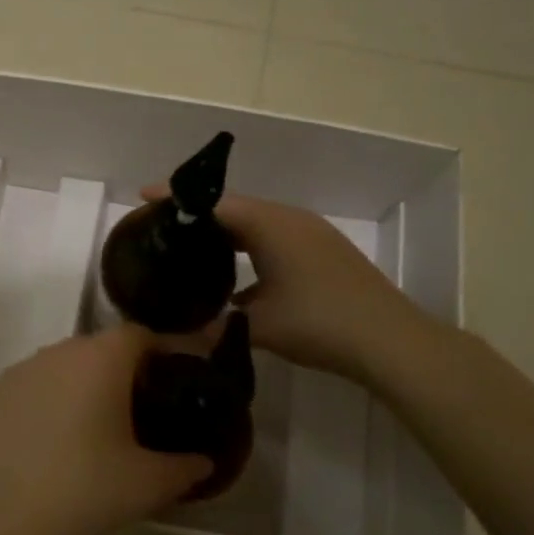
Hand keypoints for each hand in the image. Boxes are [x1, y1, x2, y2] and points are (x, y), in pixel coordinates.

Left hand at [0, 325, 210, 534]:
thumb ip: (185, 466)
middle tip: (143, 408)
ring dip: (86, 384)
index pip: (139, 335)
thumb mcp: (150, 483)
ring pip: (66, 365)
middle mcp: (60, 351)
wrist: (4, 523)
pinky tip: (59, 440)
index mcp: (101, 358)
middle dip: (125, 370)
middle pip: (101, 347)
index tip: (178, 379)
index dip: (163, 351)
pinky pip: (37, 385)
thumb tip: (203, 462)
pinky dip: (54, 400)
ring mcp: (23, 371)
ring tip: (100, 426)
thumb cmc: (87, 492)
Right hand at [143, 185, 437, 383]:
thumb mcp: (258, 326)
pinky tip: (237, 278)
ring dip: (227, 232)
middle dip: (199, 214)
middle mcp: (290, 220)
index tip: (143, 195)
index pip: (214, 203)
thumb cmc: (319, 322)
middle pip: (235, 208)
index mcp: (270, 225)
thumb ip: (216, 324)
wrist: (390, 339)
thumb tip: (181, 334)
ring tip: (194, 246)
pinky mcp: (323, 253)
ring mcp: (311, 235)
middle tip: (163, 224)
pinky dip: (251, 249)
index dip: (177, 199)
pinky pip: (275, 239)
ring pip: (257, 224)